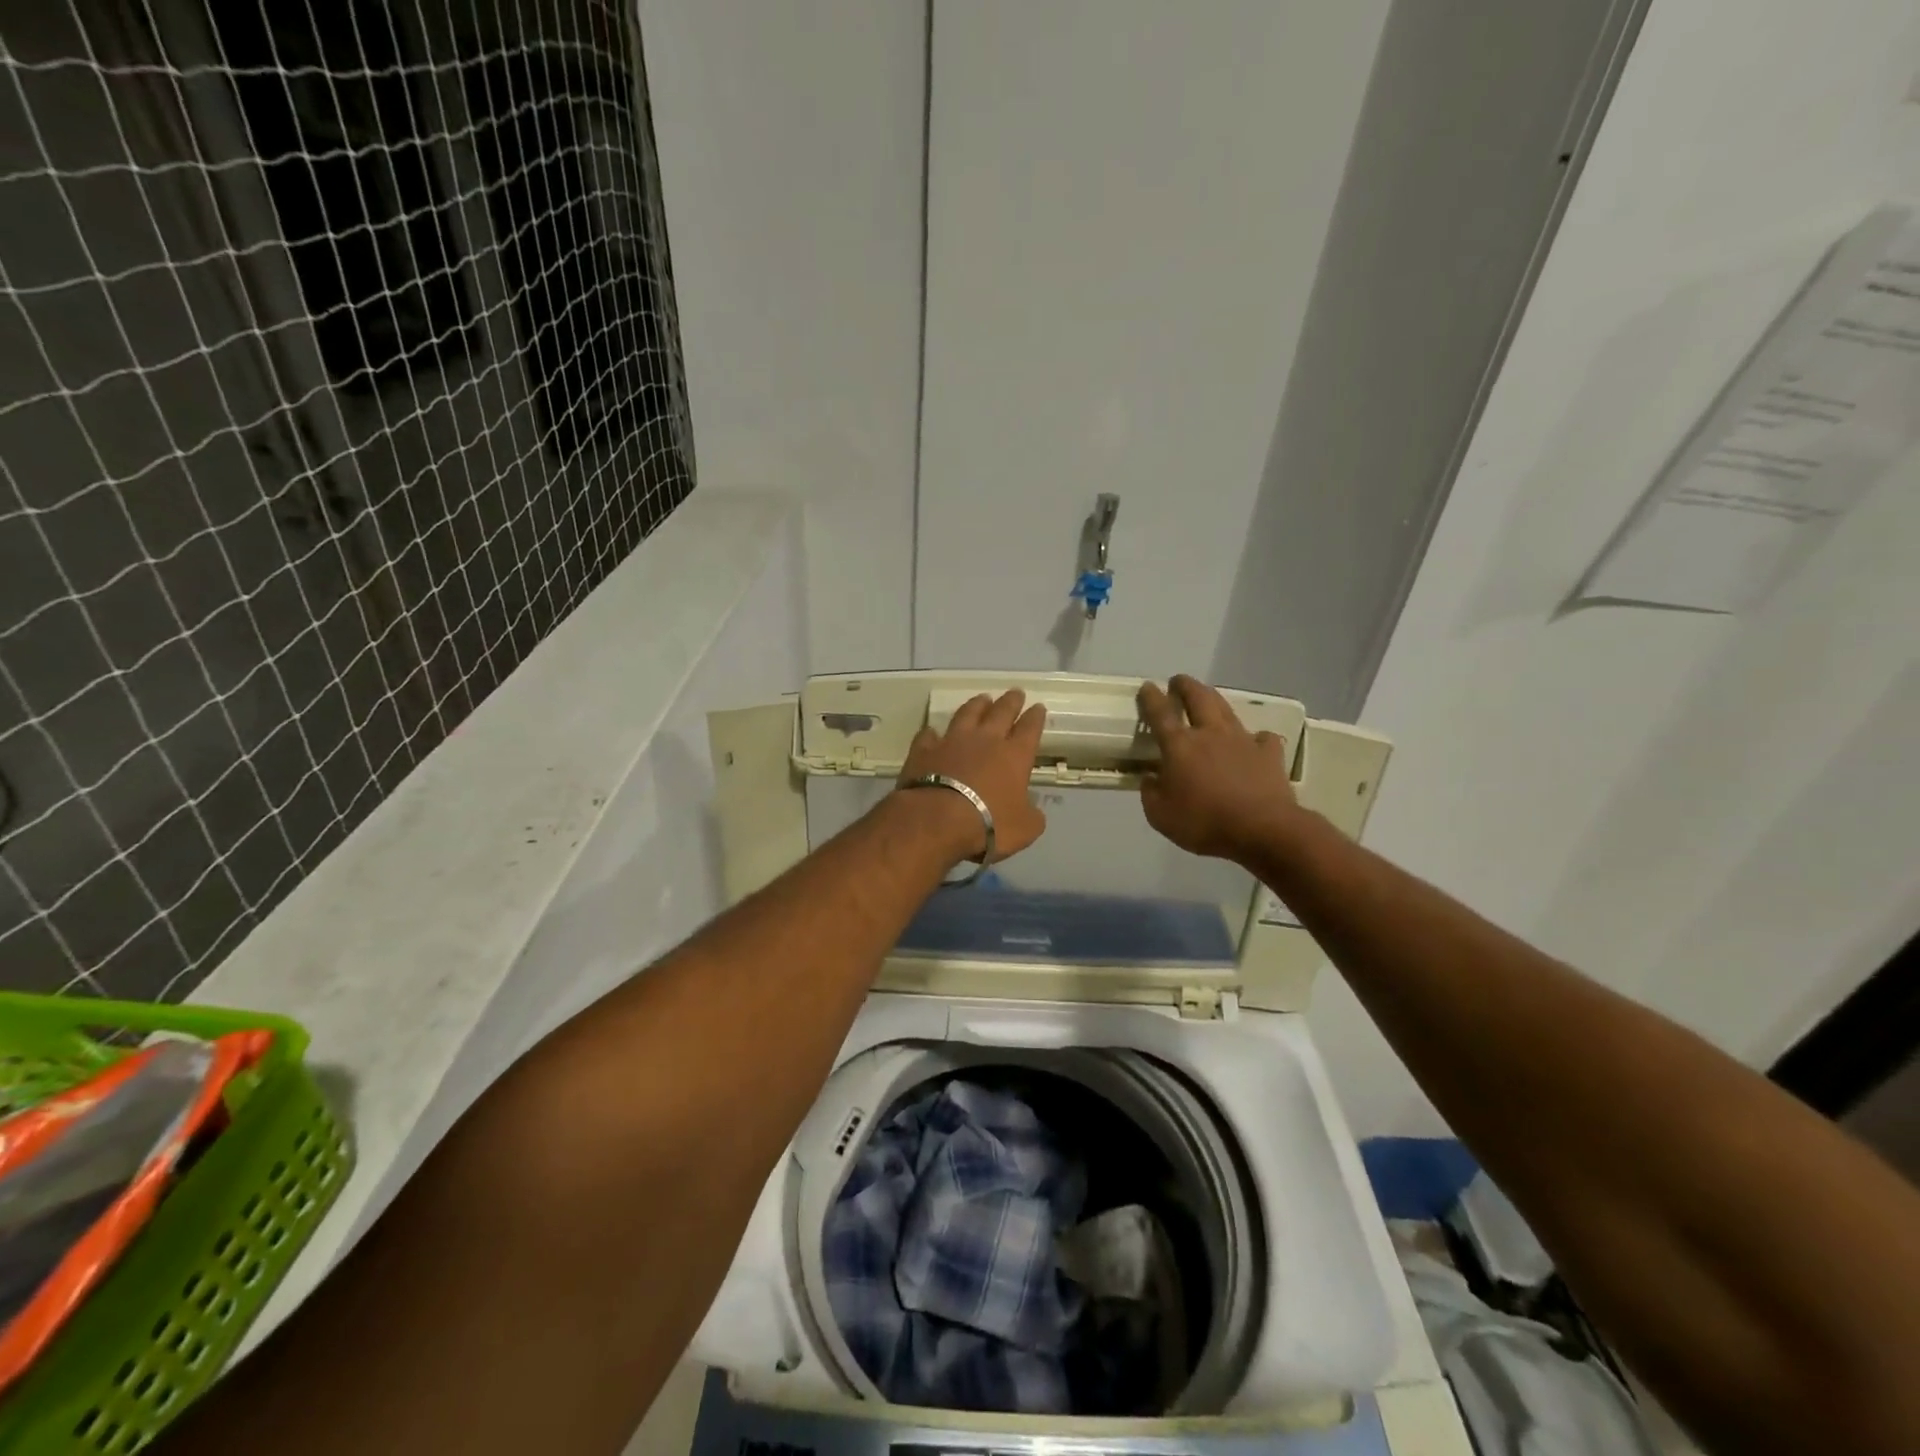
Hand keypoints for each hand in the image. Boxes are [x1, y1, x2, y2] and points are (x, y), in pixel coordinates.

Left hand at [896, 690, 1048, 861]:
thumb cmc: (989, 824)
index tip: (1038, 707)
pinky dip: (932, 733)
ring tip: (983, 698)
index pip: (1030, 729)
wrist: (937, 820)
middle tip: (1016, 692)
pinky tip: (932, 731)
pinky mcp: (924, 750)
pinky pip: (929, 735)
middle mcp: (985, 740)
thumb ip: (1031, 815)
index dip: (1035, 717)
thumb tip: (1031, 809)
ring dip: (976, 705)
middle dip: (1011, 702)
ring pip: (967, 714)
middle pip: (1001, 712)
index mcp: (1014, 756)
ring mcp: (952, 741)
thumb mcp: (1025, 828)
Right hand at [1137, 675, 1303, 862]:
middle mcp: (1210, 734)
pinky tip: (1253, 743)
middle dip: (1186, 685)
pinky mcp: (1269, 753)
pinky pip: (1261, 737)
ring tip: (1208, 698)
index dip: (1151, 698)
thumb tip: (1150, 778)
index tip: (1147, 686)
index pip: (1160, 714)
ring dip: (1214, 700)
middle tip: (1178, 681)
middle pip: (1198, 698)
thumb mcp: (1160, 816)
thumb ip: (1150, 794)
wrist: (1262, 830)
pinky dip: (1255, 737)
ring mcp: (1242, 740)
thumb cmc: (1205, 822)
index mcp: (1179, 746)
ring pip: (1226, 709)